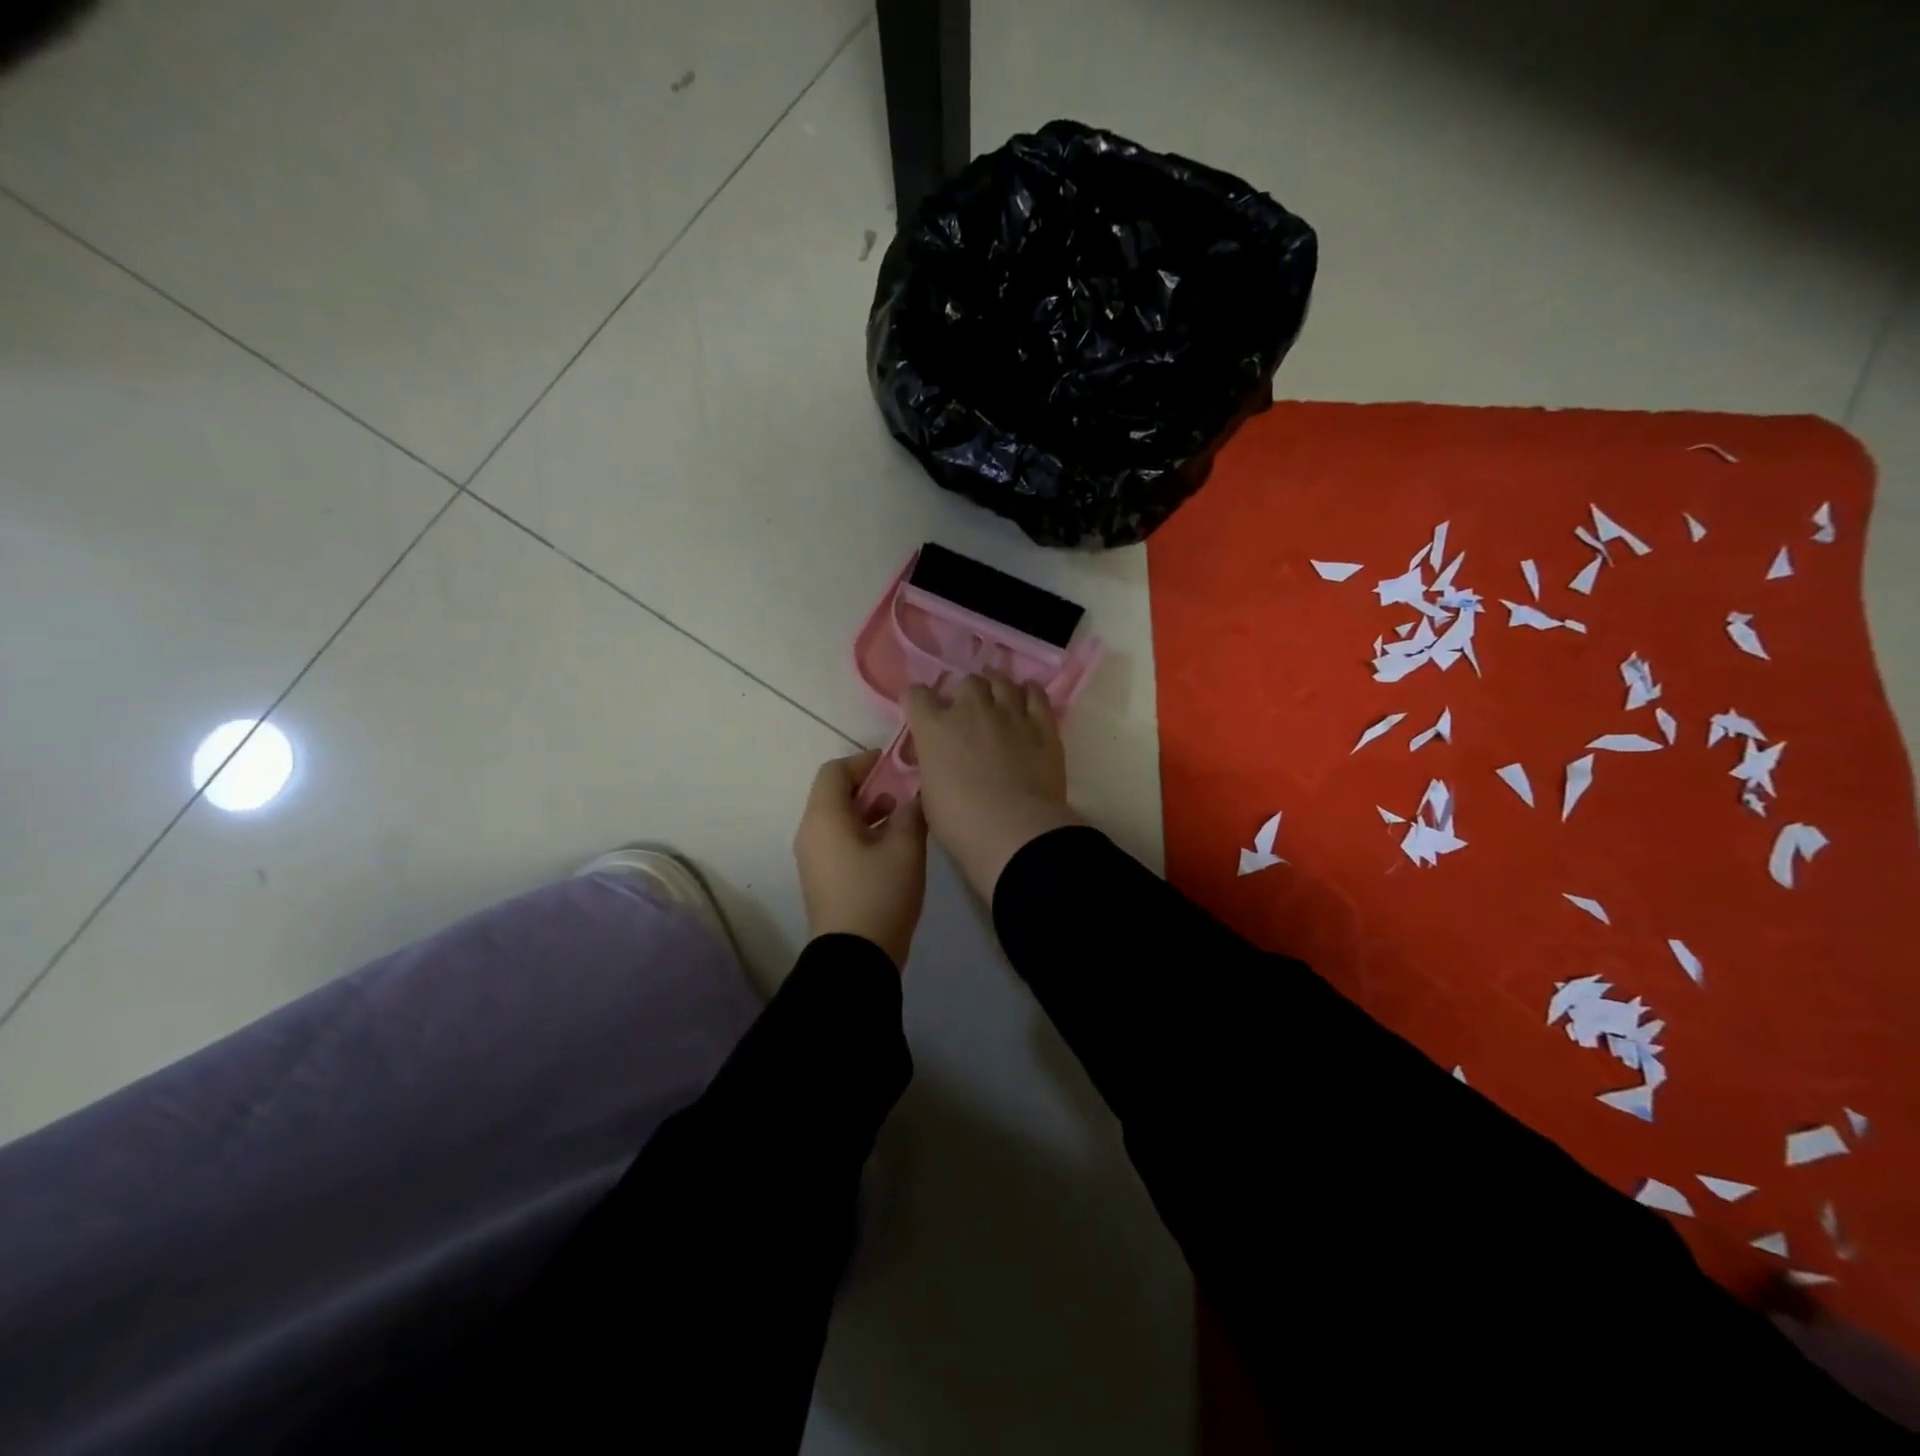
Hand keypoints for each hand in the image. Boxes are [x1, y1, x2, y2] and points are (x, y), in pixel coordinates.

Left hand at [793, 750, 927, 968]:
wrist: (855, 958)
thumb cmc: (879, 893)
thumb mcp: (905, 848)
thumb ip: (911, 812)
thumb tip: (914, 796)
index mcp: (824, 818)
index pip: (835, 771)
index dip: (864, 762)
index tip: (894, 765)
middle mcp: (810, 832)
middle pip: (834, 794)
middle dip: (869, 787)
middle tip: (902, 791)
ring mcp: (812, 858)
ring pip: (837, 819)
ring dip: (867, 811)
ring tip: (901, 818)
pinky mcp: (821, 879)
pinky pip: (837, 841)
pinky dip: (860, 833)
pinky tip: (891, 847)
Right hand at [904, 674, 1079, 899]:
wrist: (1014, 832)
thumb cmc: (961, 824)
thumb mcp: (930, 797)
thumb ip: (933, 769)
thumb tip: (941, 764)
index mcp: (935, 729)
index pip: (917, 696)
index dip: (918, 703)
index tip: (923, 715)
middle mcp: (971, 711)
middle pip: (966, 683)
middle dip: (964, 696)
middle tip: (968, 716)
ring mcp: (1009, 714)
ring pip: (1001, 681)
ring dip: (996, 689)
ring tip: (998, 703)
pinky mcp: (1042, 725)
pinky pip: (1035, 694)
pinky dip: (1029, 693)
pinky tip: (1027, 700)